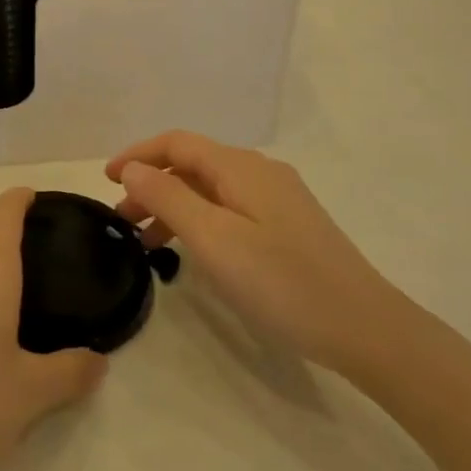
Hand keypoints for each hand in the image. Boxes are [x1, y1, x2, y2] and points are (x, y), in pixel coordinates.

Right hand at [106, 131, 400, 371]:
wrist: (365, 327)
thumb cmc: (281, 282)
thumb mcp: (213, 239)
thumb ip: (168, 199)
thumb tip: (133, 169)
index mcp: (241, 167)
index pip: (177, 143)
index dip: (138, 155)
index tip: (105, 180)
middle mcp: (259, 172)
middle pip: (193, 164)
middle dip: (152, 184)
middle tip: (121, 219)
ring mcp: (278, 199)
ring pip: (210, 189)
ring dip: (173, 206)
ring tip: (146, 242)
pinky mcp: (288, 225)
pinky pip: (230, 209)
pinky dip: (199, 220)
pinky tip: (193, 251)